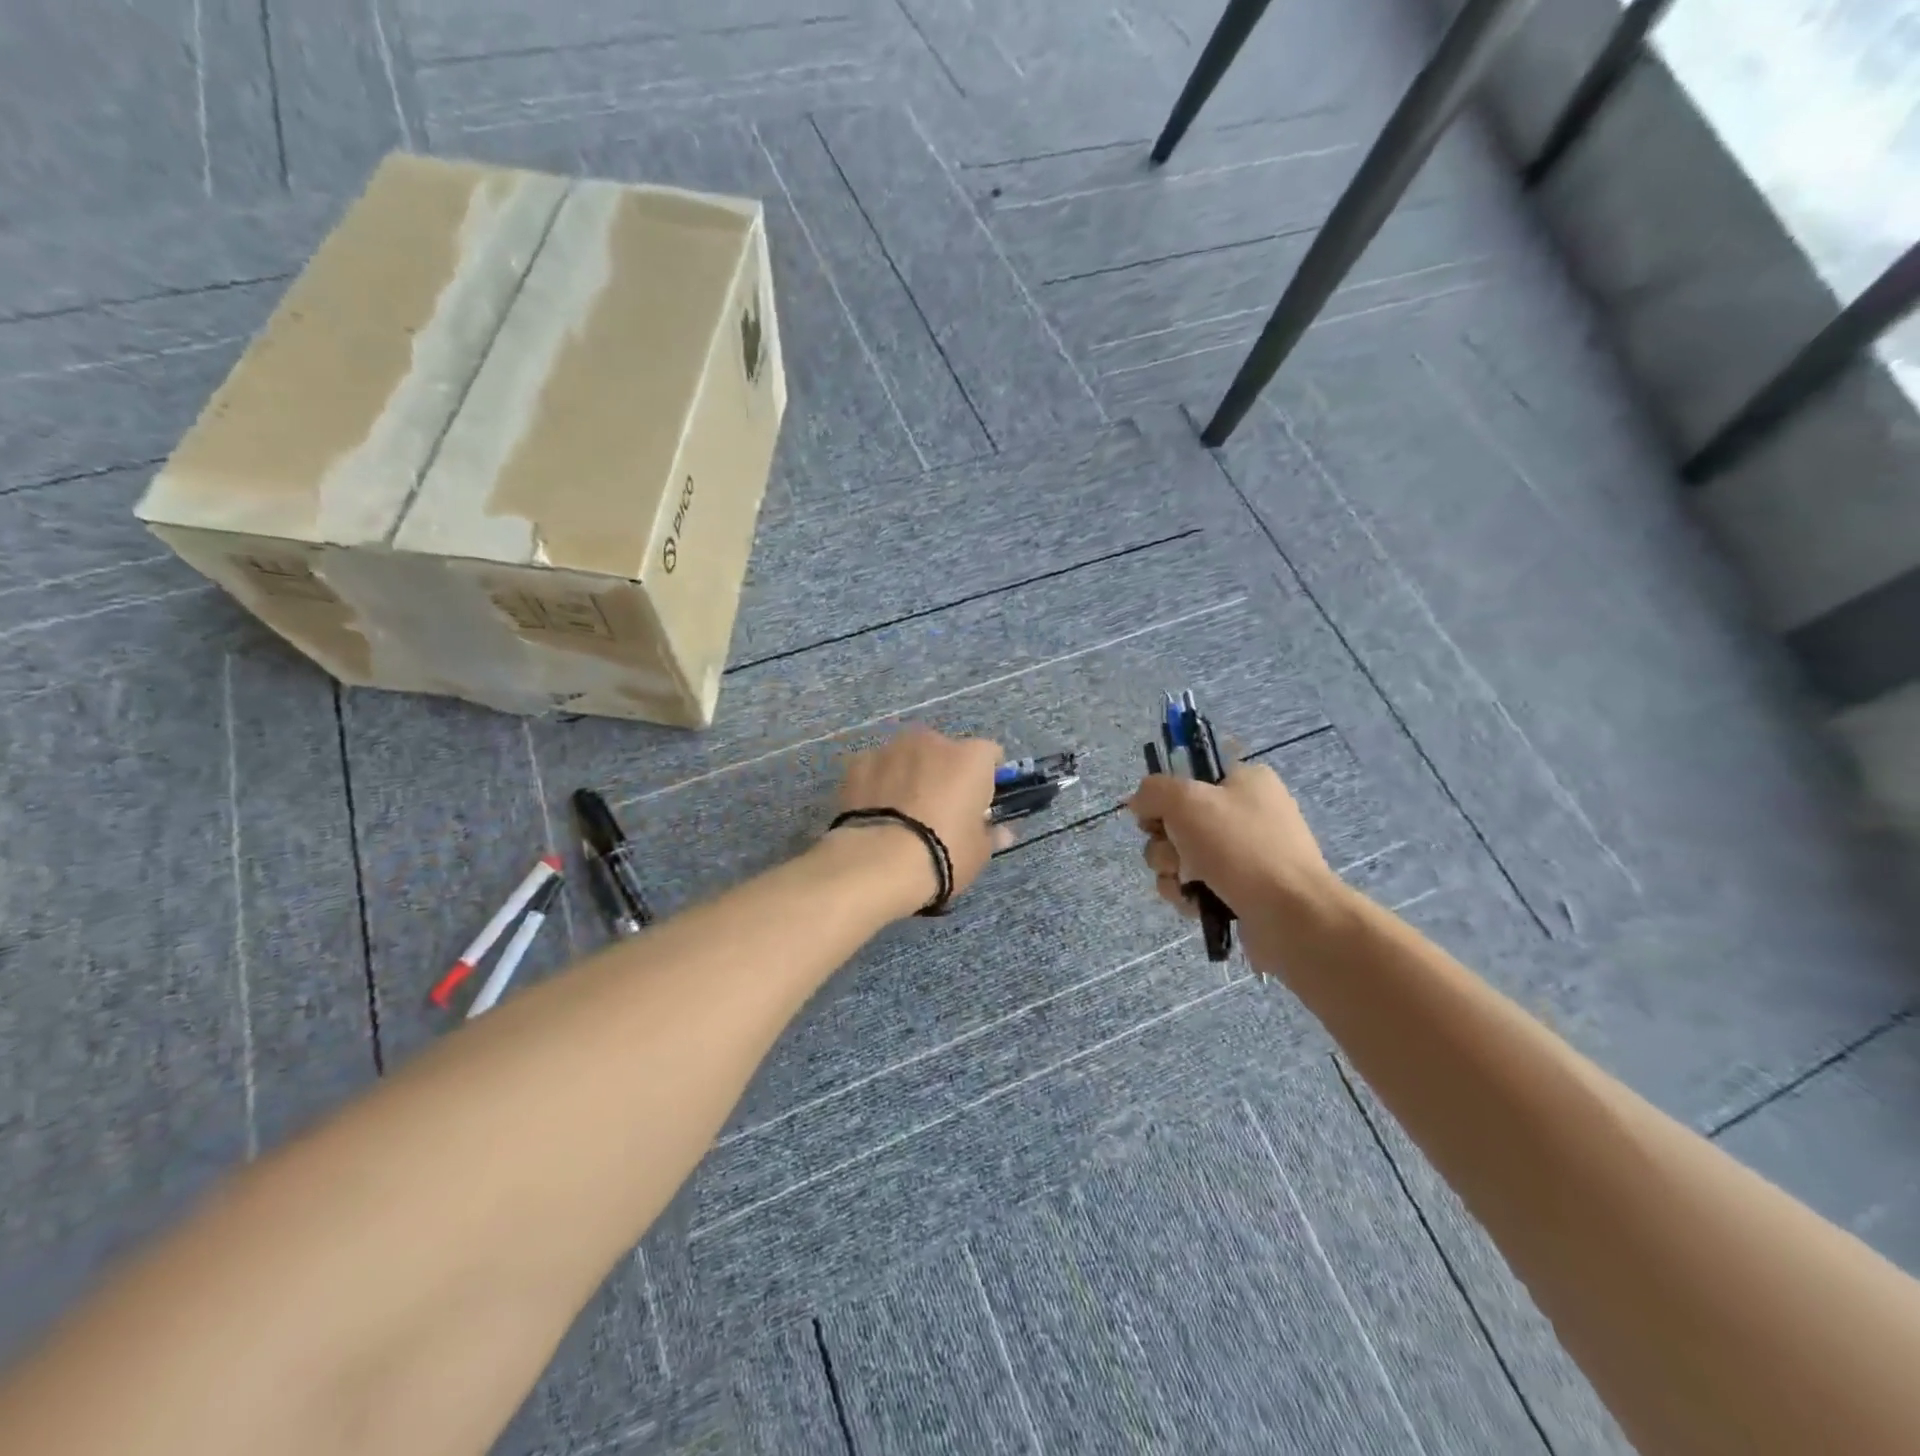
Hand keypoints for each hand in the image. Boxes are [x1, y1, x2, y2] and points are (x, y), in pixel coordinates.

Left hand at [833, 725, 1008, 911]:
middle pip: (945, 751)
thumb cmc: (943, 853)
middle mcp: (933, 741)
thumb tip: (1001, 831)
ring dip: (910, 774)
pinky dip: (878, 784)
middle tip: (939, 810)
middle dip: (944, 773)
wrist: (879, 862)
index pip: (990, 755)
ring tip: (901, 814)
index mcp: (971, 758)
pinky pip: (876, 770)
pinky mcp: (858, 764)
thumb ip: (990, 833)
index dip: (987, 777)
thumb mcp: (978, 852)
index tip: (980, 801)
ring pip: (908, 757)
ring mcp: (891, 749)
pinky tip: (874, 813)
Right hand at [1128, 762, 1341, 970]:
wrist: (1291, 916)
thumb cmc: (1240, 847)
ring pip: (1180, 855)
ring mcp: (1245, 854)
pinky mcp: (1241, 890)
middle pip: (1178, 819)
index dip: (1165, 795)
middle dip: (1164, 841)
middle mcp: (1246, 813)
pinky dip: (1187, 894)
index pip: (1189, 776)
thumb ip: (1153, 791)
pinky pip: (1195, 885)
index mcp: (1245, 780)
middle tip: (1174, 854)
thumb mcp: (1187, 801)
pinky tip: (1194, 903)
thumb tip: (1139, 803)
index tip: (1155, 814)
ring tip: (1186, 884)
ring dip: (1170, 870)